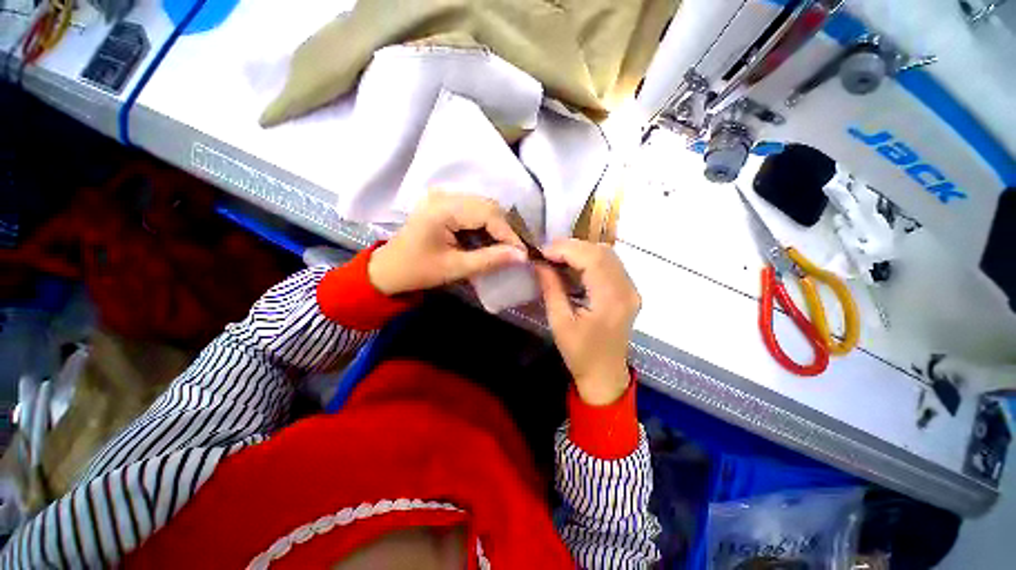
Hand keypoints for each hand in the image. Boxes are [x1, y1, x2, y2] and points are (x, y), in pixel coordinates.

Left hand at [368, 191, 526, 295]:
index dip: (508, 233)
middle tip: (517, 251)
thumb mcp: (456, 268)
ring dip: (497, 227)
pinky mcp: (444, 204)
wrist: (389, 269)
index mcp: (443, 210)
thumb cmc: (419, 271)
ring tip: (507, 247)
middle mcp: (444, 196)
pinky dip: (486, 225)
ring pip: (483, 207)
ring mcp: (443, 197)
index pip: (487, 214)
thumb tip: (521, 255)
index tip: (523, 253)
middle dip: (505, 229)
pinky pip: (474, 210)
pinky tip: (490, 240)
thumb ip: (490, 260)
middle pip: (487, 206)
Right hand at [536, 239, 640, 405]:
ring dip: (580, 251)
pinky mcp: (628, 291)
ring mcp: (631, 289)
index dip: (565, 249)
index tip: (542, 251)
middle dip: (571, 247)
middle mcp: (627, 289)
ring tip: (557, 257)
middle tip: (547, 253)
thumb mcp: (560, 322)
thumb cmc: (580, 354)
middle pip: (602, 252)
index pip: (592, 259)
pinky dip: (589, 259)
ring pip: (607, 255)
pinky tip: (573, 266)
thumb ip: (551, 288)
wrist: (605, 375)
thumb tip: (538, 263)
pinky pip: (610, 264)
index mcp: (611, 299)